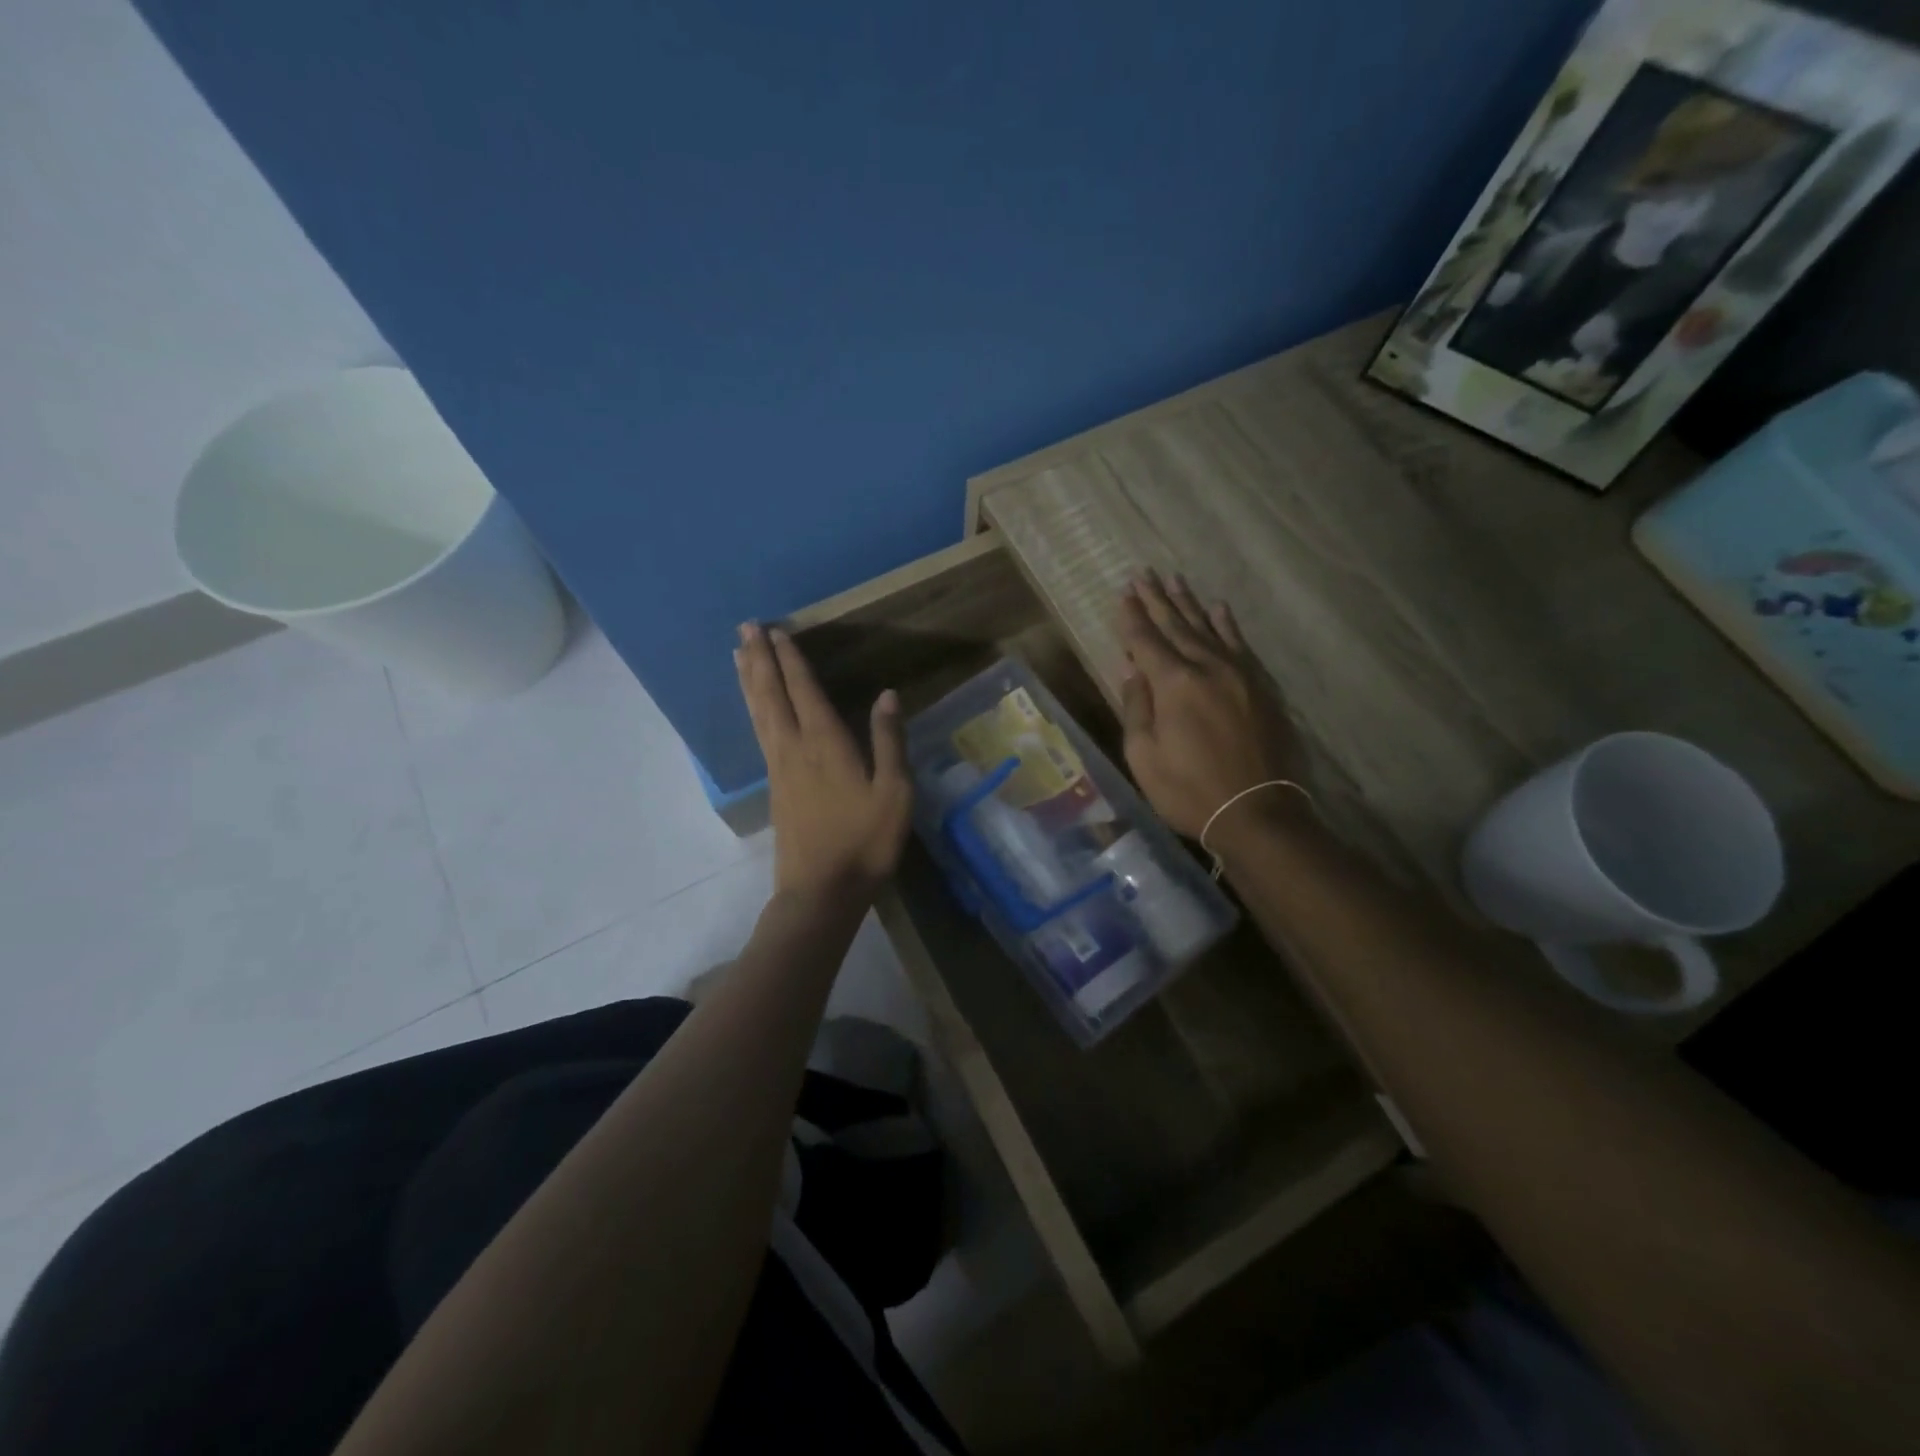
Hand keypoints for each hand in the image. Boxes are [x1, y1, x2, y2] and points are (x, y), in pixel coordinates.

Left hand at [735, 622, 911, 901]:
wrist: (821, 891)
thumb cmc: (865, 842)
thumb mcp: (894, 793)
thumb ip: (889, 741)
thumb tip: (888, 695)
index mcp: (825, 744)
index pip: (804, 690)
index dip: (791, 659)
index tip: (777, 630)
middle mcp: (794, 747)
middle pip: (770, 694)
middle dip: (759, 658)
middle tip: (745, 626)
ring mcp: (779, 767)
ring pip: (758, 712)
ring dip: (748, 678)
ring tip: (736, 653)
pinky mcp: (774, 786)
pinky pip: (758, 732)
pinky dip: (752, 708)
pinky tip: (752, 705)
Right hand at [1117, 572, 1303, 840]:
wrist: (1258, 813)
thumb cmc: (1189, 791)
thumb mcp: (1145, 757)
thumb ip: (1137, 708)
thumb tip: (1133, 672)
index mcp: (1174, 684)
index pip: (1145, 641)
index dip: (1132, 616)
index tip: (1123, 592)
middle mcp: (1207, 668)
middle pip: (1176, 626)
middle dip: (1157, 600)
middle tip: (1144, 574)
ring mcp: (1239, 674)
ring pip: (1208, 629)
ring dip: (1189, 604)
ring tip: (1175, 580)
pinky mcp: (1261, 687)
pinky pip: (1240, 644)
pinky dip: (1226, 625)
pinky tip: (1219, 609)